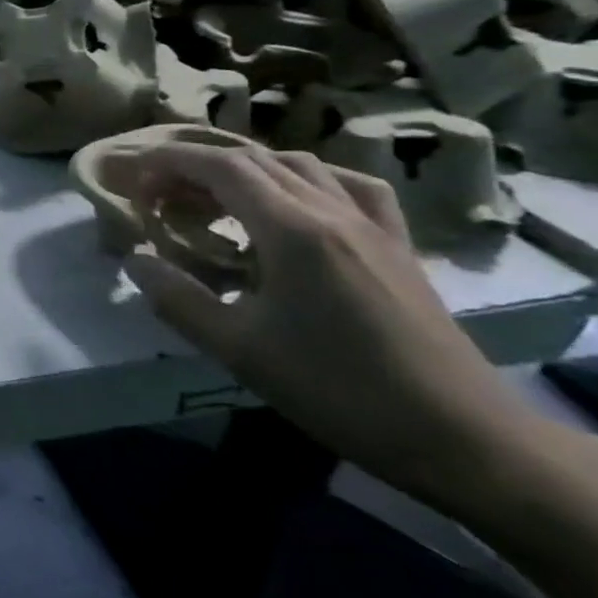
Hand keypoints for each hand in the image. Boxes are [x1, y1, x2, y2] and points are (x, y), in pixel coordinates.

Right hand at [103, 142, 532, 501]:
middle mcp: (334, 212)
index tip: (133, 181)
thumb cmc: (339, 390)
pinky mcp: (397, 245)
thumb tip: (135, 260)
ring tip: (214, 197)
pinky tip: (295, 200)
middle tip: (159, 194)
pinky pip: (350, 186)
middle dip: (197, 164)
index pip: (221, 166)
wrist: (463, 438)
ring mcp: (373, 226)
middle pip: (255, 159)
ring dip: (247, 168)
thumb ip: (177, 298)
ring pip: (301, 165)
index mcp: (293, 230)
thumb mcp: (238, 349)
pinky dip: (308, 178)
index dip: (169, 163)